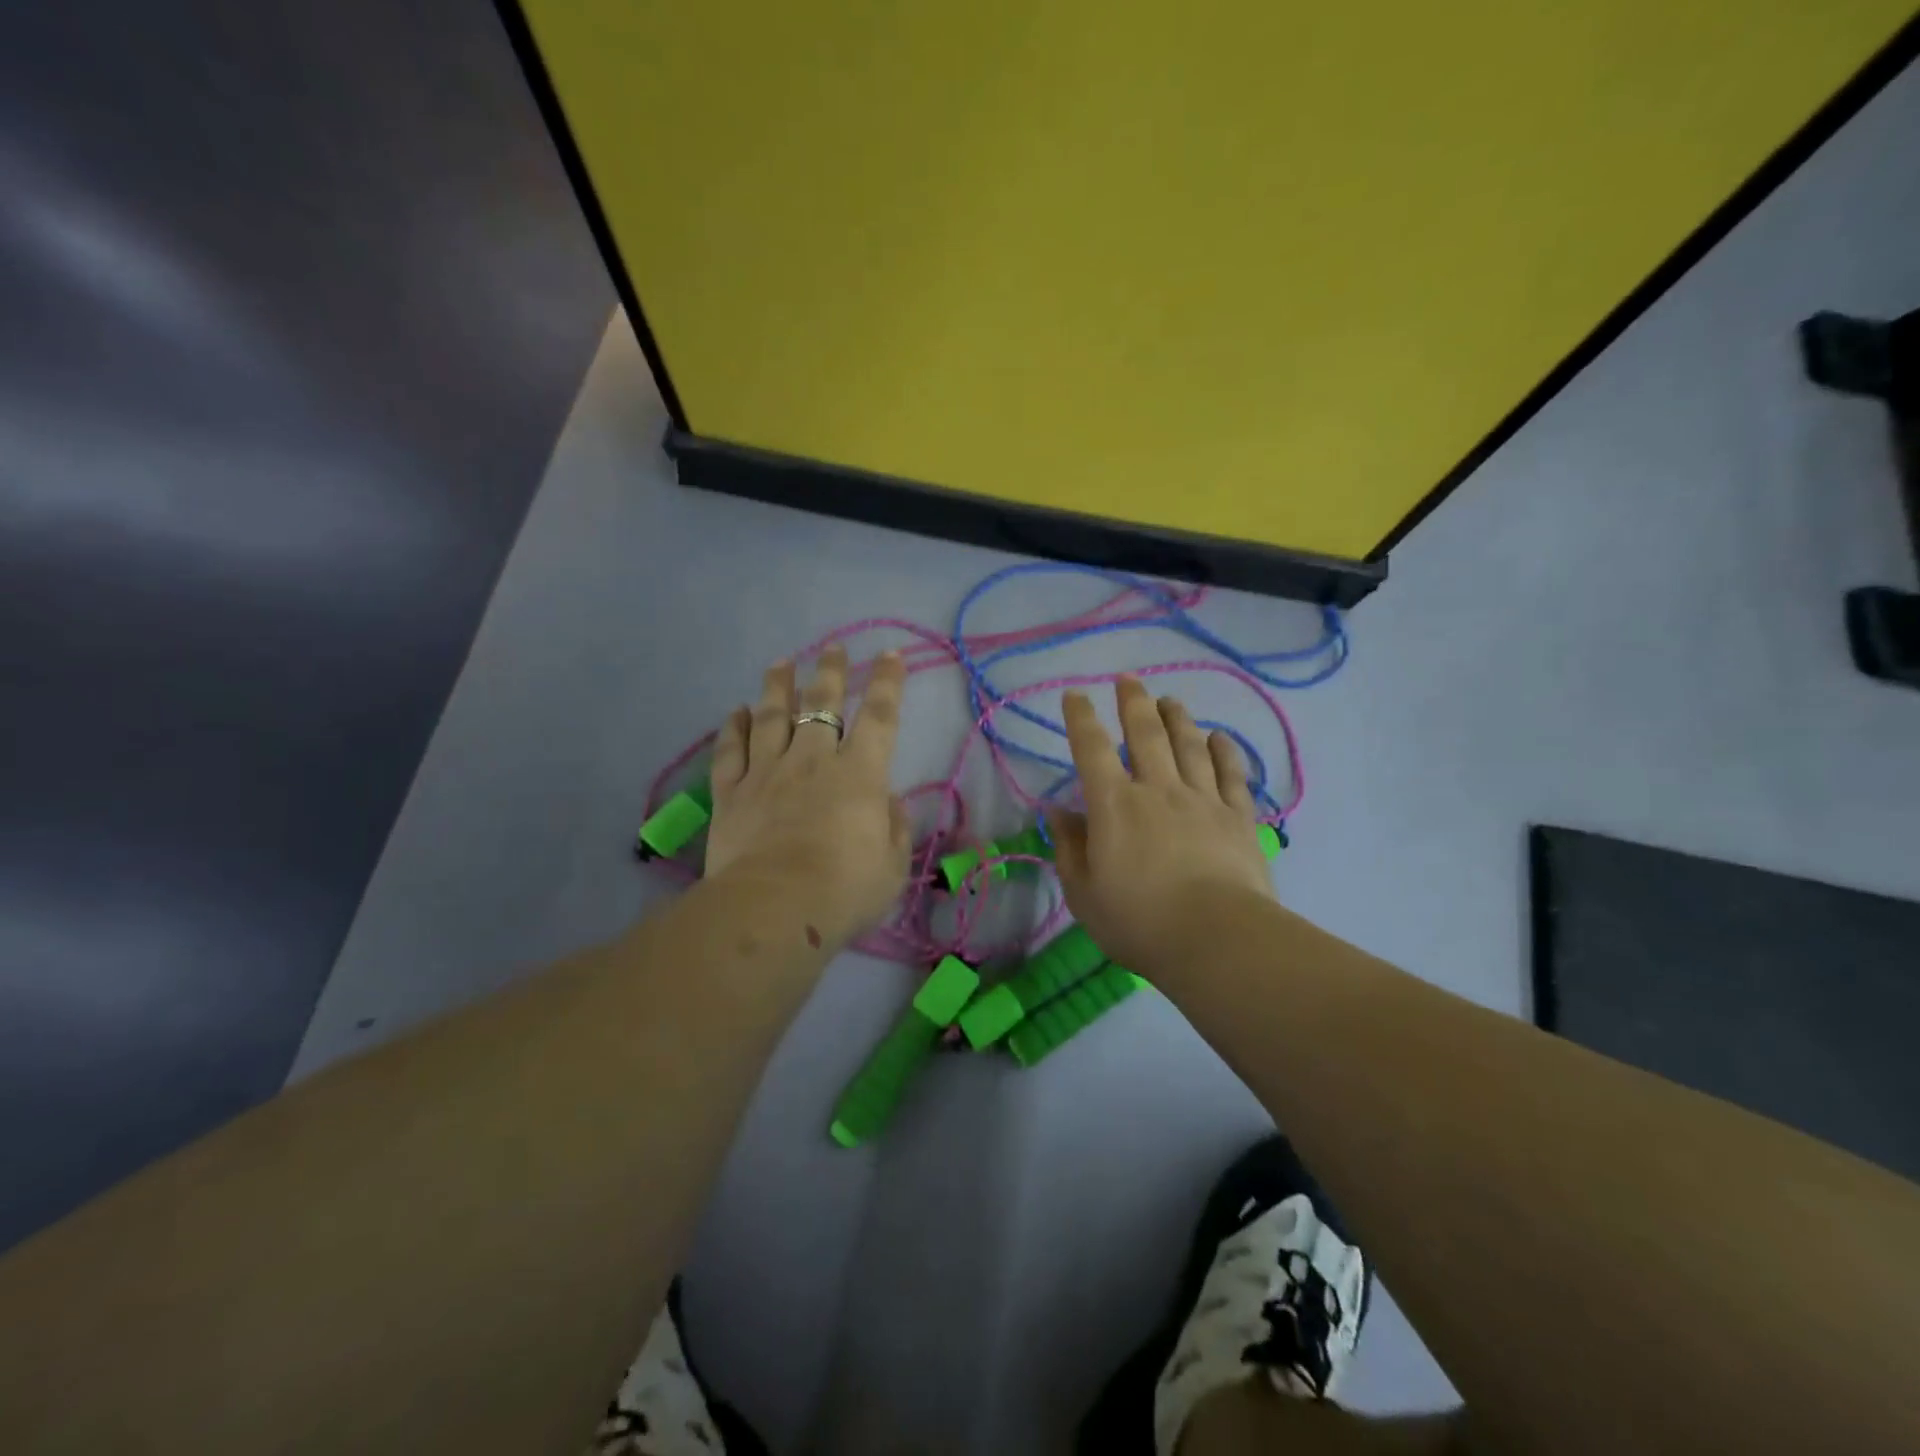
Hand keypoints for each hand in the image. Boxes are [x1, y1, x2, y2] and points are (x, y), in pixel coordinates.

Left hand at [705, 646, 910, 951]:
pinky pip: (731, 751)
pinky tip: (737, 711)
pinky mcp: (732, 793)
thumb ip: (894, 827)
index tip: (890, 655)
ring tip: (781, 662)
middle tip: (833, 648)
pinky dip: (734, 728)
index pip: (880, 717)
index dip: (887, 683)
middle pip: (821, 704)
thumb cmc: (845, 890)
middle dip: (830, 672)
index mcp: (859, 775)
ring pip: (772, 716)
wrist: (774, 908)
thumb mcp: (892, 865)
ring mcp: (768, 772)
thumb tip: (888, 801)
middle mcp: (813, 761)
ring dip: (778, 686)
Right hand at [1048, 677, 1273, 975]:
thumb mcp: (1084, 893)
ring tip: (1170, 700)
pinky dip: (1224, 750)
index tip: (1075, 695)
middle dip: (1134, 702)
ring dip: (1178, 717)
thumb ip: (1069, 848)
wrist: (1216, 939)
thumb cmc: (1138, 921)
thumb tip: (1057, 812)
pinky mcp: (1237, 816)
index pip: (1092, 749)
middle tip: (1128, 680)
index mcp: (1114, 805)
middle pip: (1146, 733)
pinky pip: (1231, 773)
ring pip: (1189, 745)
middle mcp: (1158, 789)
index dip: (1081, 718)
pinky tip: (1219, 736)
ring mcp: (1202, 799)